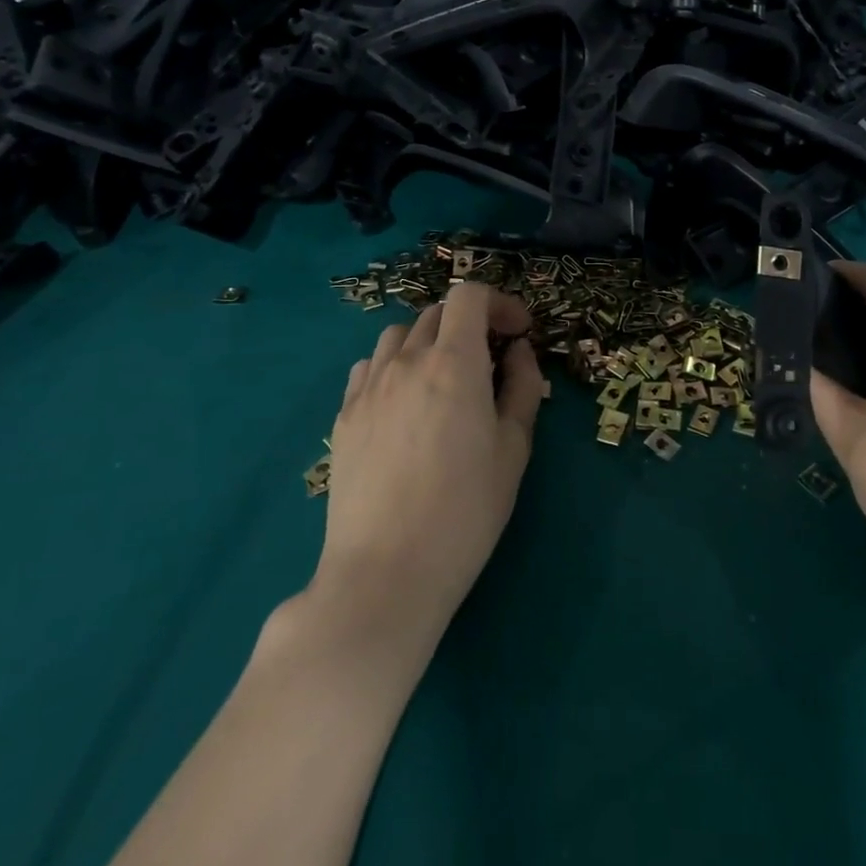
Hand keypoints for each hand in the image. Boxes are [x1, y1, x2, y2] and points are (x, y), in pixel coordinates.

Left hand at [315, 282, 542, 647]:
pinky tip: (406, 402)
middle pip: (437, 312)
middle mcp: (406, 361)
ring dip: (430, 341)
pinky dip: (394, 365)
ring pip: (399, 335)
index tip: (518, 332)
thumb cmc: (466, 510)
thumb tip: (517, 352)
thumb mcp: (514, 448)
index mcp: (453, 363)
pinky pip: (370, 367)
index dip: (499, 302)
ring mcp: (368, 387)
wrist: (387, 570)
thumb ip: (522, 387)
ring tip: (445, 378)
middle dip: (471, 323)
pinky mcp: (344, 415)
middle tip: (492, 360)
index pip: (469, 295)